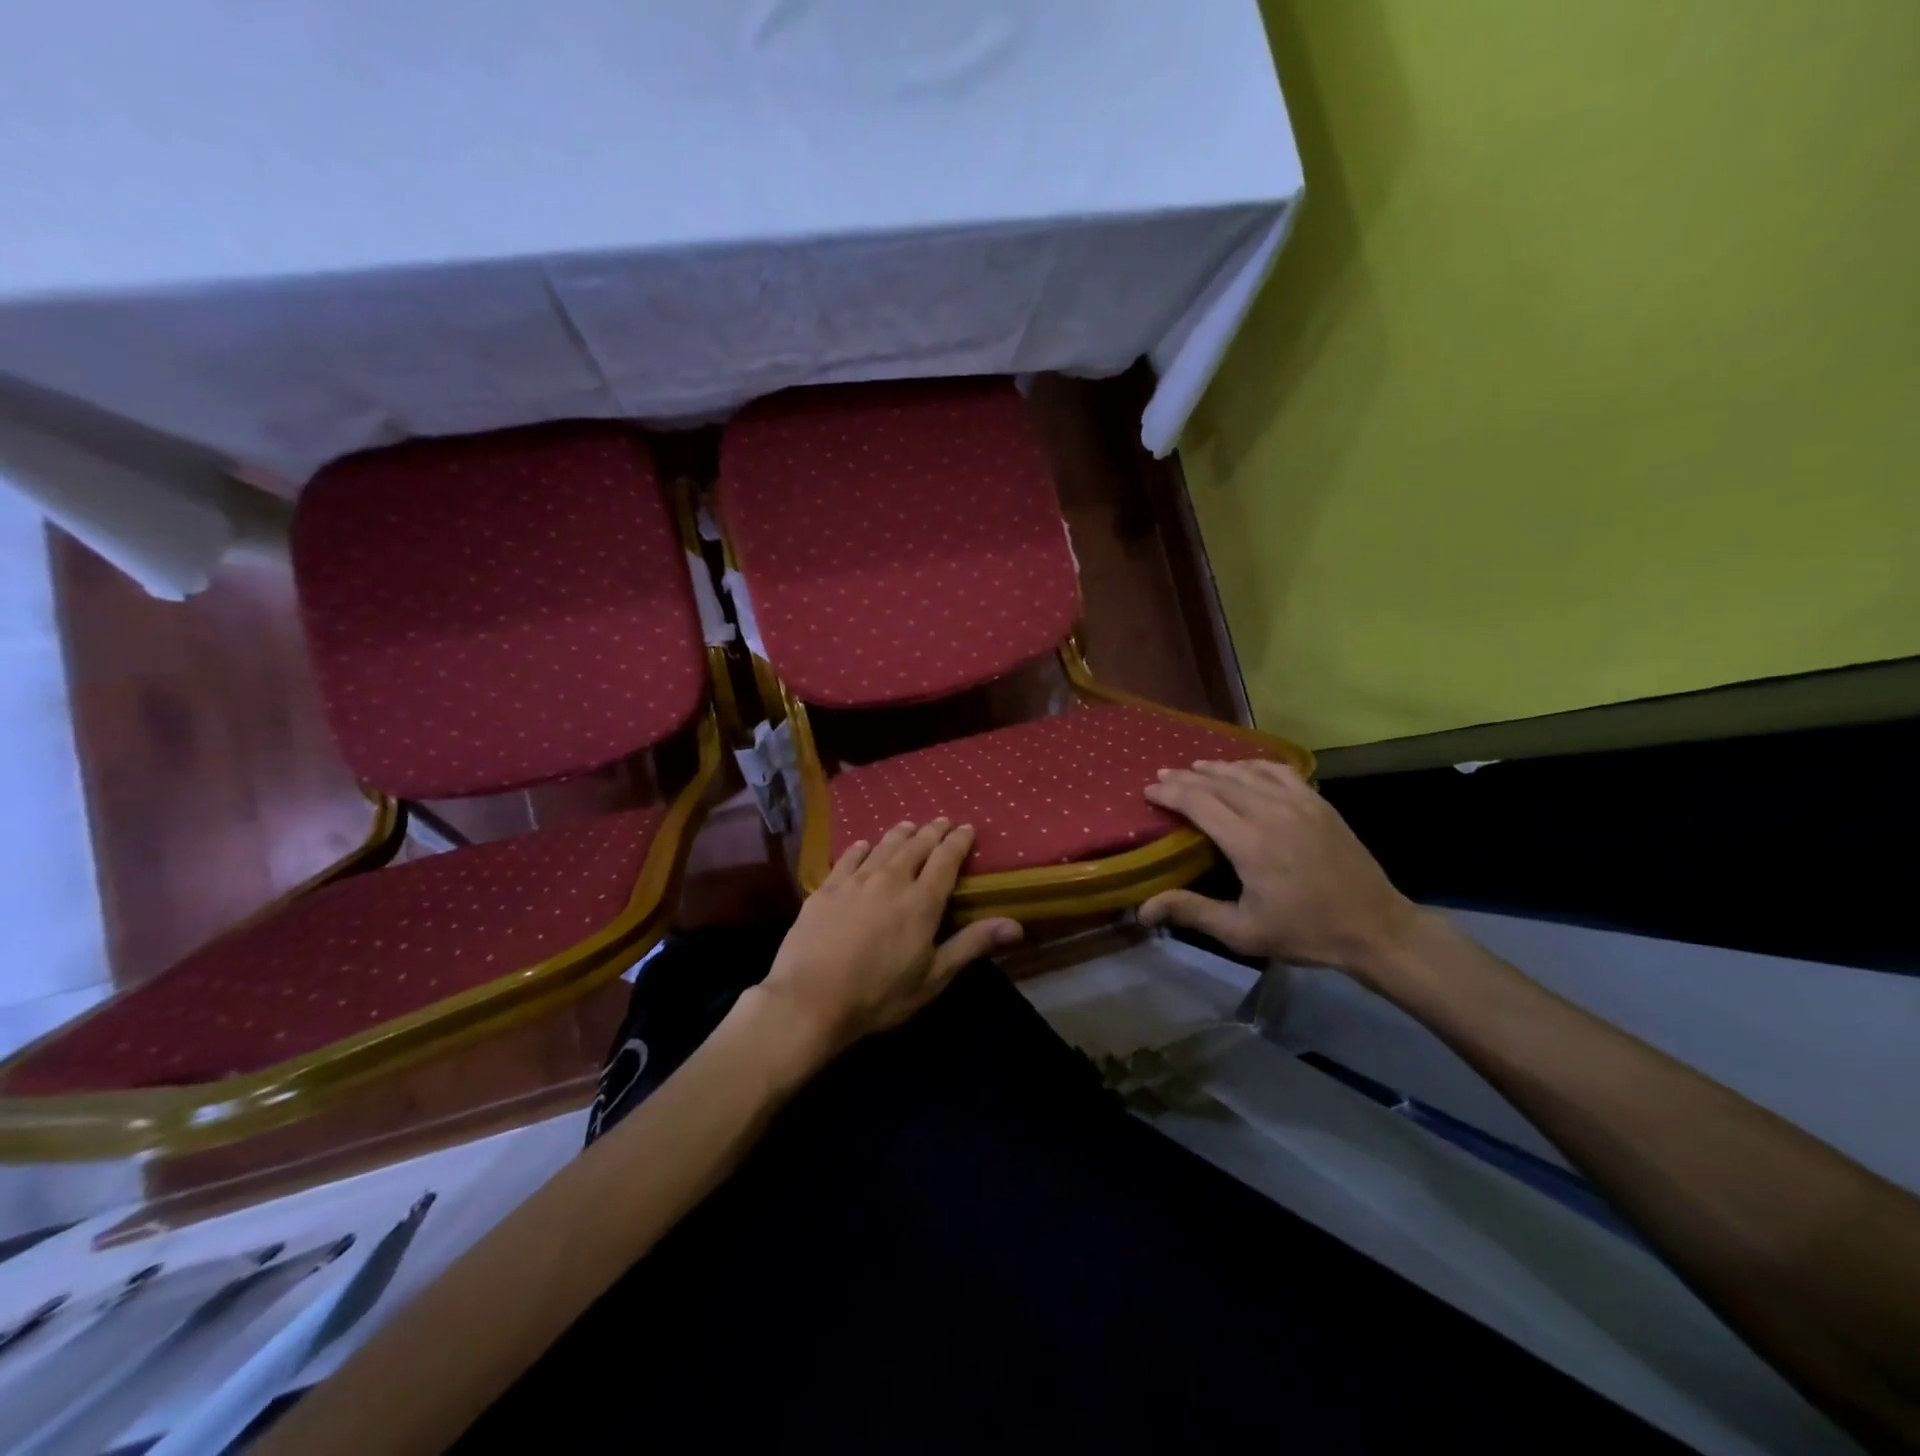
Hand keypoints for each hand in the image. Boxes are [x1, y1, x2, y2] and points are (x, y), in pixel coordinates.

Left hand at [758, 820, 1022, 1058]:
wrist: (810, 999)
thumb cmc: (879, 994)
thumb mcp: (933, 977)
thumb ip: (971, 945)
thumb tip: (1015, 924)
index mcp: (921, 901)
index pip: (946, 859)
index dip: (958, 841)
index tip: (966, 828)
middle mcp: (891, 880)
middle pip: (915, 846)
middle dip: (931, 831)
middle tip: (941, 820)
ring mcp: (855, 881)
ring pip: (883, 846)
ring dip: (899, 834)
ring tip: (908, 825)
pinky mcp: (825, 889)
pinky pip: (847, 858)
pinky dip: (860, 848)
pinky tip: (863, 844)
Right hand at [1139, 760, 1421, 982]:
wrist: (1375, 928)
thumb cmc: (1305, 933)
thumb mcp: (1243, 932)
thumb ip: (1192, 912)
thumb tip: (1143, 909)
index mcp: (1250, 843)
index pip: (1199, 803)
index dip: (1170, 794)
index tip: (1148, 791)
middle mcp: (1271, 813)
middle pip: (1218, 783)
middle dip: (1186, 777)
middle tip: (1162, 776)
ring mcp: (1299, 803)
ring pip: (1248, 772)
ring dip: (1217, 767)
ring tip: (1194, 767)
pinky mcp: (1319, 803)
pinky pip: (1280, 772)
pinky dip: (1255, 765)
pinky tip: (1244, 767)